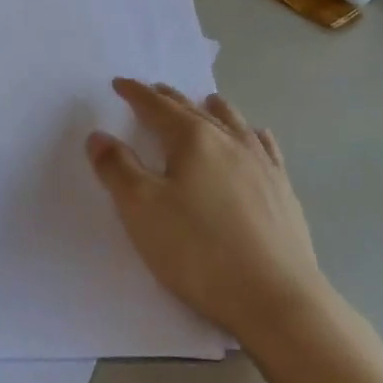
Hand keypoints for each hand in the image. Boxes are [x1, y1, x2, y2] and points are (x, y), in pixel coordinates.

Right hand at [86, 79, 323, 343]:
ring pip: (233, 123)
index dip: (135, 94)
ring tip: (207, 100)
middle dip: (169, 98)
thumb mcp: (141, 209)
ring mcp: (261, 165)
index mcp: (193, 140)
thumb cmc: (199, 251)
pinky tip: (257, 136)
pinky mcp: (283, 191)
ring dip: (213, 109)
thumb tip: (99, 135)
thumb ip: (117, 168)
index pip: (156, 107)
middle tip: (153, 90)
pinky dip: (254, 134)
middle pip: (193, 111)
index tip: (120, 83)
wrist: (275, 299)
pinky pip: (266, 148)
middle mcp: (229, 141)